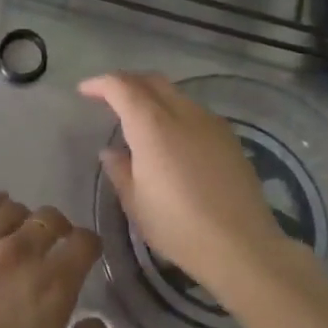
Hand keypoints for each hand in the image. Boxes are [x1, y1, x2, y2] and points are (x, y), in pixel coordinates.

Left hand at [0, 193, 122, 327]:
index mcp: (53, 283)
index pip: (84, 241)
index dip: (90, 246)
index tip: (88, 257)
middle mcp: (21, 252)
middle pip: (50, 218)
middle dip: (60, 230)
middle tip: (55, 249)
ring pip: (14, 210)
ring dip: (25, 220)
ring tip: (22, 235)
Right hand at [78, 72, 285, 293]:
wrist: (243, 247)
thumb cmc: (178, 226)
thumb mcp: (135, 203)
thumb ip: (119, 170)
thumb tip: (111, 151)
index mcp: (152, 124)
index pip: (121, 86)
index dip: (100, 84)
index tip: (85, 91)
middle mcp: (182, 112)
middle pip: (150, 80)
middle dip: (126, 82)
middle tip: (109, 97)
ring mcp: (210, 122)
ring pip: (175, 93)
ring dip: (152, 96)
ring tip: (139, 118)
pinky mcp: (229, 137)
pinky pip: (194, 111)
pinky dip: (174, 111)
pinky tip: (171, 137)